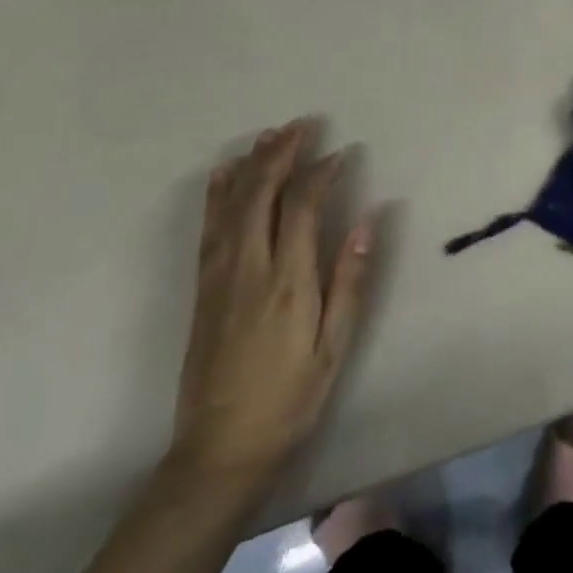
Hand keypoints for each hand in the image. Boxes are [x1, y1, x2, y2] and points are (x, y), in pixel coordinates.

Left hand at [166, 120, 376, 495]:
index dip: (322, 173)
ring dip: (252, 164)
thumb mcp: (334, 347)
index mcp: (286, 281)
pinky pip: (209, 226)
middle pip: (261, 193)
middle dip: (282, 153)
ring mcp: (219, 275)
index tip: (342, 153)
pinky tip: (225, 174)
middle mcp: (248, 267)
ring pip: (232, 203)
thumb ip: (350, 279)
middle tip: (303, 125)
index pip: (302, 206)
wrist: (219, 448)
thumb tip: (369, 221)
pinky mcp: (203, 287)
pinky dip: (218, 192)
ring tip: (270, 135)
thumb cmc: (289, 398)